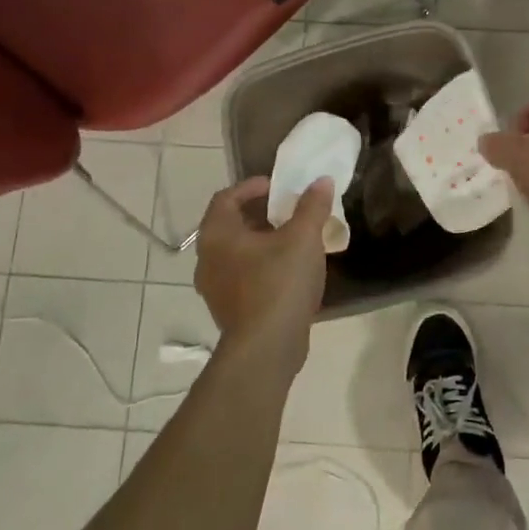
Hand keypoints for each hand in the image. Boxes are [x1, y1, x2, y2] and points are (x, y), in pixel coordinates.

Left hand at [193, 176, 333, 377]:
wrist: (267, 348)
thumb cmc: (279, 283)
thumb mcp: (303, 238)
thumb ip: (312, 206)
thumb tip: (321, 181)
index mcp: (217, 235)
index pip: (226, 197)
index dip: (251, 187)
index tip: (277, 187)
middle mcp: (207, 259)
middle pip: (230, 224)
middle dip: (259, 213)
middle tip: (289, 210)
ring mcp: (215, 288)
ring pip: (236, 252)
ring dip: (262, 240)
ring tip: (293, 239)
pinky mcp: (229, 309)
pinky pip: (242, 275)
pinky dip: (261, 264)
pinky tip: (289, 270)